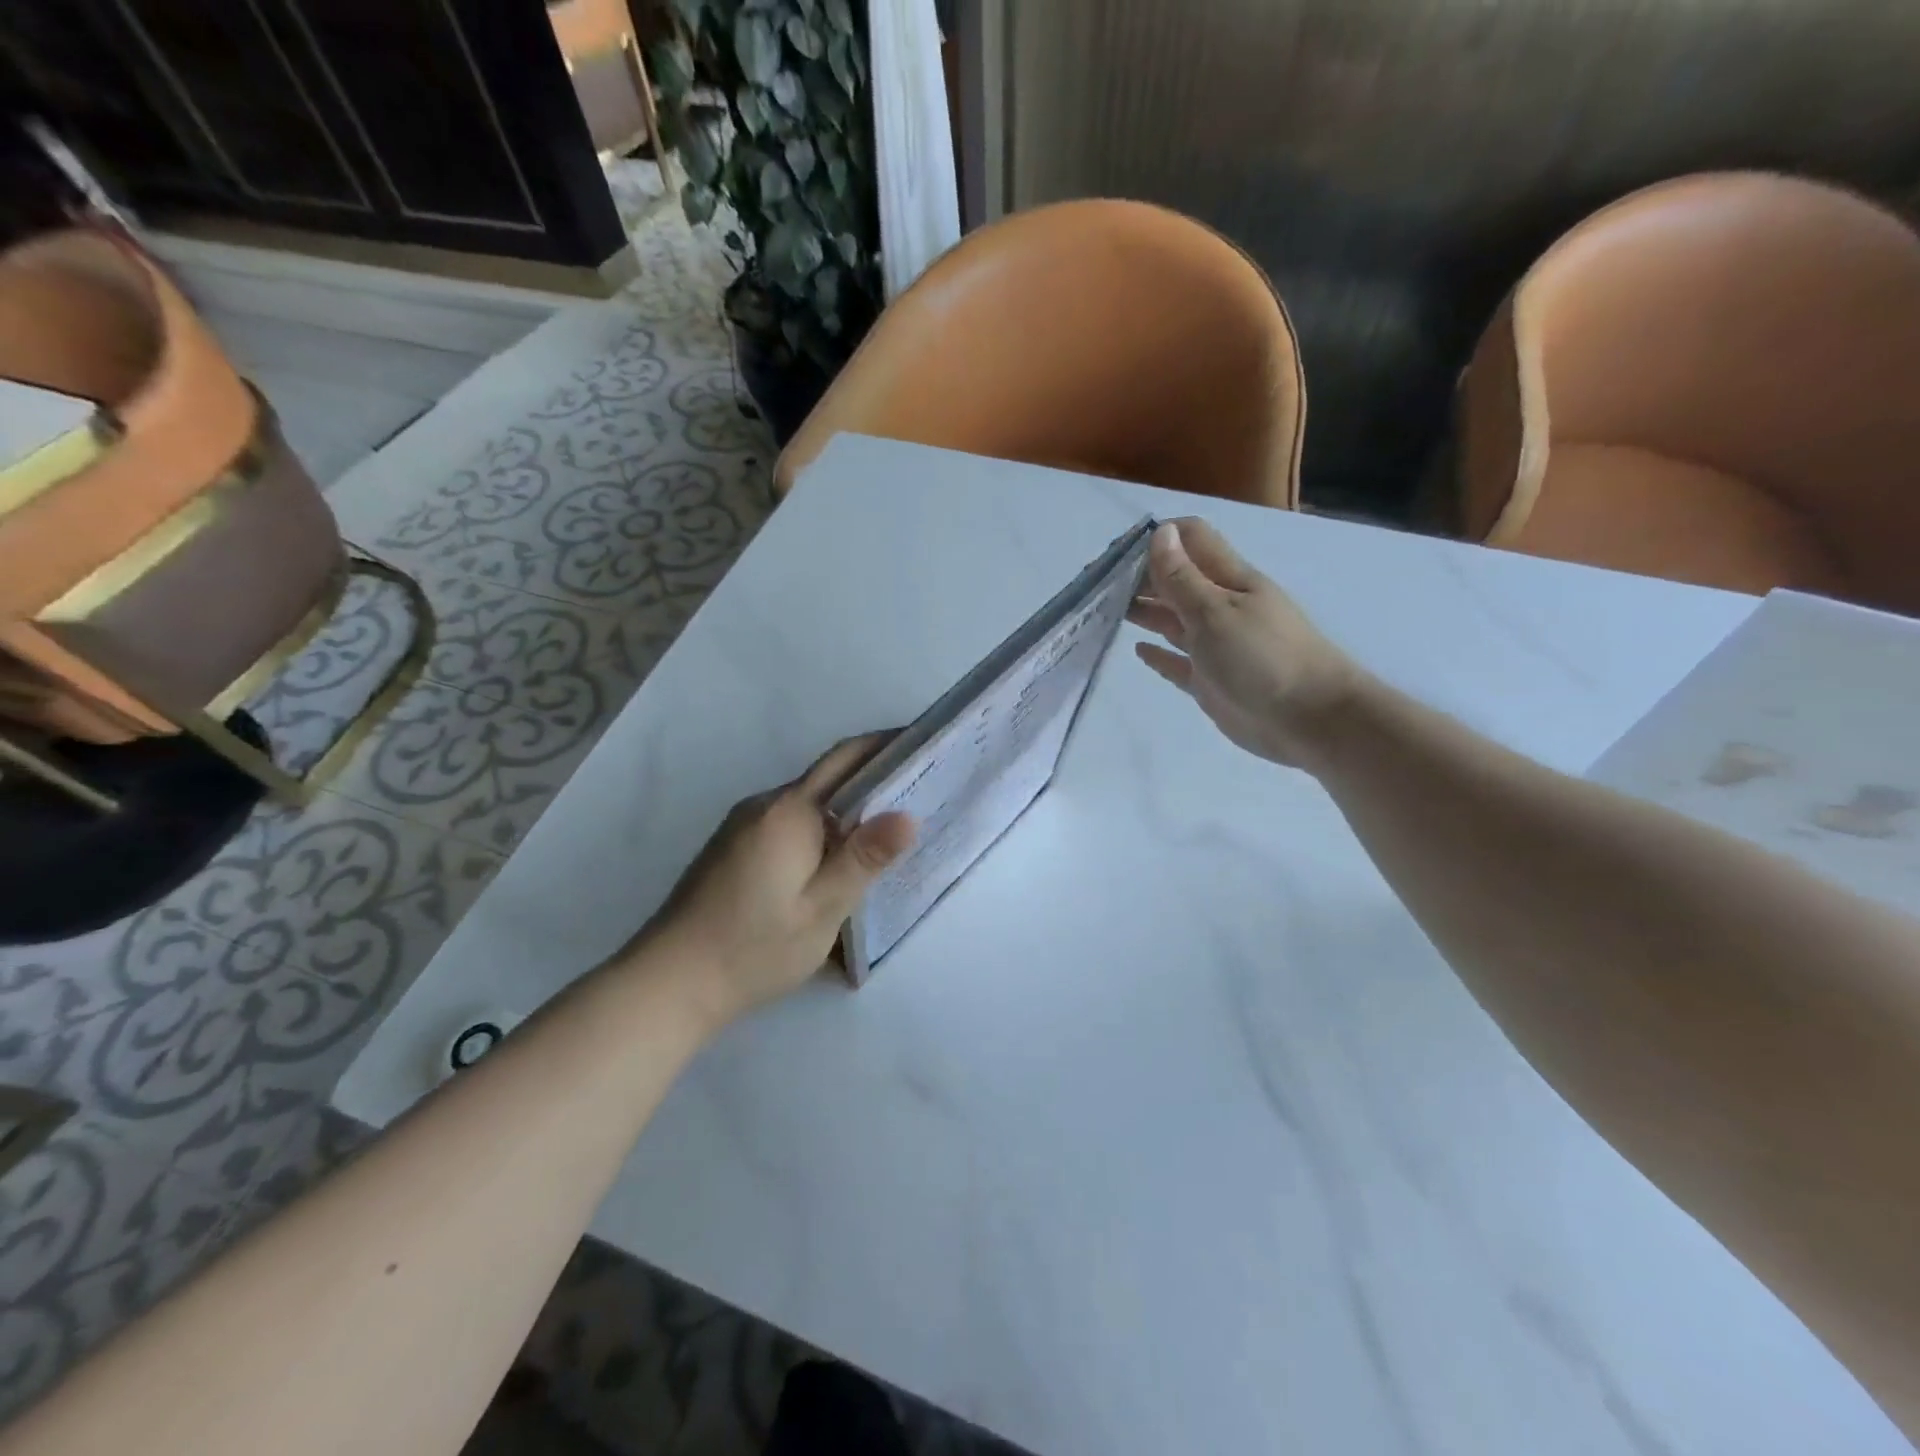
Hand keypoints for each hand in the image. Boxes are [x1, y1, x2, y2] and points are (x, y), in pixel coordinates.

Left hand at [634, 735, 915, 1029]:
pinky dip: (819, 829)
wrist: (669, 982)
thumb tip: (908, 815)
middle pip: (827, 778)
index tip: (924, 747)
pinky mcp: (732, 847)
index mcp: (790, 812)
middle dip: (872, 778)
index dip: (885, 747)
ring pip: (806, 804)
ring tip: (888, 830)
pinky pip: (787, 823)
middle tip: (920, 794)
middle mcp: (764, 805)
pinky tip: (836, 859)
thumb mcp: (822, 910)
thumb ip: (863, 858)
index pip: (846, 760)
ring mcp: (743, 825)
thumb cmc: (754, 947)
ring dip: (845, 808)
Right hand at [1128, 518, 1360, 767]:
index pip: (1192, 540)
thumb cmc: (1262, 657)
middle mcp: (1221, 607)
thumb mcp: (1215, 611)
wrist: (1309, 719)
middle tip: (1099, 585)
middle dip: (1142, 576)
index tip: (1118, 551)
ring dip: (1145, 611)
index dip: (1158, 538)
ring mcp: (1216, 645)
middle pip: (1177, 580)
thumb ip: (1181, 577)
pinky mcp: (1210, 681)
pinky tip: (1139, 650)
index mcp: (1228, 580)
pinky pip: (1178, 662)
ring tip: (1107, 610)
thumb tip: (1161, 532)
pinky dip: (1159, 654)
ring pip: (1173, 619)